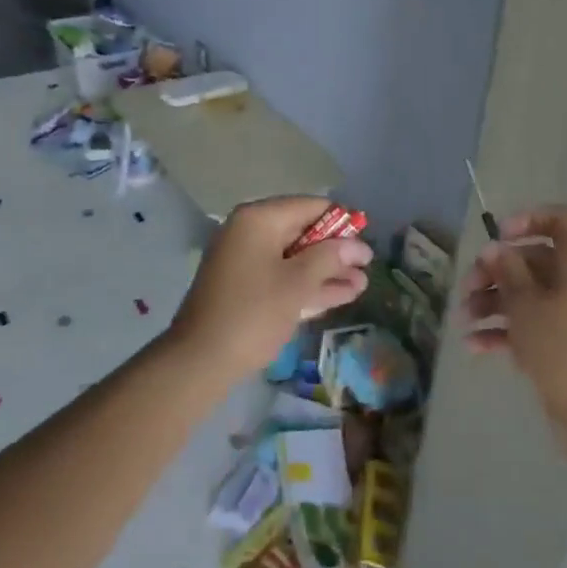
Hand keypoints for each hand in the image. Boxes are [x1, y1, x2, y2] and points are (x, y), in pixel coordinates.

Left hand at [169, 196, 371, 381]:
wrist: (199, 361)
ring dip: (326, 271)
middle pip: (303, 231)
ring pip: (294, 257)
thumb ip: (329, 258)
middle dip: (336, 251)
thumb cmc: (252, 314)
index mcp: (259, 219)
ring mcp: (245, 259)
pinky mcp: (244, 286)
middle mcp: (250, 231)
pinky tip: (339, 295)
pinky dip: (307, 284)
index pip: (310, 206)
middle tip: (367, 266)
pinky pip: (282, 275)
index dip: (341, 222)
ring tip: (361, 284)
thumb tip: (357, 245)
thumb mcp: (297, 284)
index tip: (366, 240)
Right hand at [464, 205, 566, 428]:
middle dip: (495, 272)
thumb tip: (496, 248)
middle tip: (466, 287)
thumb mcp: (525, 304)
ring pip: (529, 294)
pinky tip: (474, 345)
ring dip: (493, 302)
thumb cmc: (562, 348)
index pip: (560, 221)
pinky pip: (533, 324)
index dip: (528, 220)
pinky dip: (505, 330)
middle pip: (534, 260)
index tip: (499, 236)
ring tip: (462, 319)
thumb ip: (507, 270)